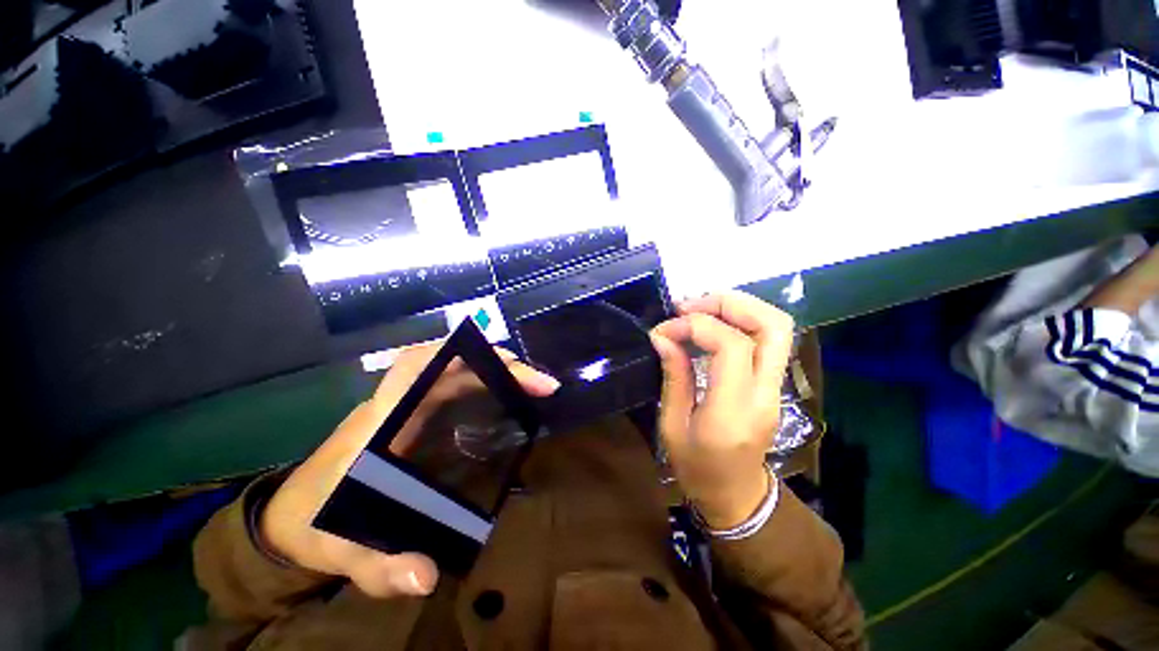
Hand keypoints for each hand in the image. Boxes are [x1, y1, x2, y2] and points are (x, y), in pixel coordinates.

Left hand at [259, 343, 559, 597]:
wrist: (287, 518)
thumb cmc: (311, 525)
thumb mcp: (338, 552)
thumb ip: (377, 567)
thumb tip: (427, 574)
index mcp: (377, 424)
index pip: (412, 368)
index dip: (454, 352)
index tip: (496, 357)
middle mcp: (395, 407)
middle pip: (446, 366)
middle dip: (495, 365)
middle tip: (538, 383)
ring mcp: (405, 410)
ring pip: (453, 374)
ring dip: (493, 372)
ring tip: (532, 386)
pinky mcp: (413, 419)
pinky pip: (452, 390)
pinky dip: (482, 385)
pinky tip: (505, 397)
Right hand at [650, 291, 794, 529]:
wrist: (737, 498)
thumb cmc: (697, 469)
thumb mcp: (672, 426)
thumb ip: (674, 376)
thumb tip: (663, 336)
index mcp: (734, 411)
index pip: (732, 346)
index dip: (696, 326)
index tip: (665, 329)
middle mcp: (765, 394)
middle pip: (772, 326)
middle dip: (730, 303)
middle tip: (690, 305)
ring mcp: (776, 389)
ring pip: (778, 328)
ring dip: (739, 307)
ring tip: (700, 308)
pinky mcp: (774, 385)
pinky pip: (767, 339)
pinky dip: (740, 321)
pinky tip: (711, 324)